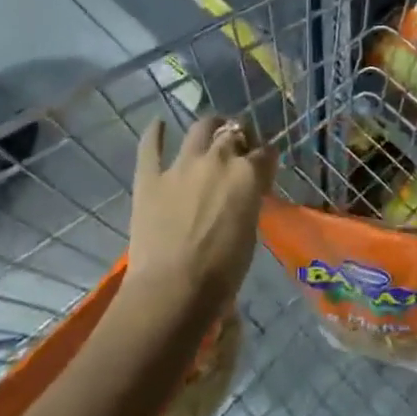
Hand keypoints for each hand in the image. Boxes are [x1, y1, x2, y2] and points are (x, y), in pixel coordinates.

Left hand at [127, 117, 274, 316]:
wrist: (171, 291)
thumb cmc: (221, 273)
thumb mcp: (250, 233)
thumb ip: (248, 202)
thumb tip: (243, 195)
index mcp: (248, 174)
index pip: (266, 153)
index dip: (266, 158)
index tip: (265, 165)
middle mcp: (218, 159)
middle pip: (235, 132)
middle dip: (240, 136)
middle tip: (238, 147)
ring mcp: (182, 165)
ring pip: (200, 128)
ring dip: (209, 127)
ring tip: (210, 131)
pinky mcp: (150, 178)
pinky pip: (150, 148)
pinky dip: (154, 133)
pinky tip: (158, 124)